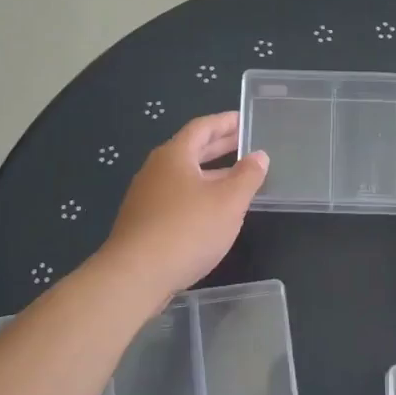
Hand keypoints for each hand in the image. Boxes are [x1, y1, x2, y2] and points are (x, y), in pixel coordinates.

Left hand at [102, 113, 268, 299]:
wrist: (136, 275)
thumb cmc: (187, 230)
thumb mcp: (228, 202)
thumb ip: (247, 176)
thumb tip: (259, 156)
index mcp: (174, 155)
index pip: (202, 127)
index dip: (225, 122)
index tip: (245, 119)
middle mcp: (156, 169)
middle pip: (191, 150)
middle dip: (220, 146)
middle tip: (246, 144)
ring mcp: (147, 196)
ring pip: (184, 176)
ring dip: (211, 173)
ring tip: (237, 179)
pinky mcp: (144, 221)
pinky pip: (177, 197)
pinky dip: (199, 194)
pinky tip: (213, 211)